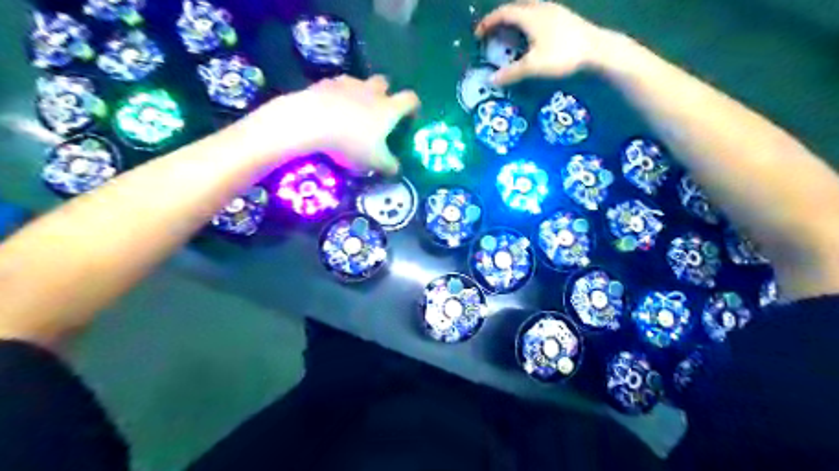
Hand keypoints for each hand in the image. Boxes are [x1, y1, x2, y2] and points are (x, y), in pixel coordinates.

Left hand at [243, 75, 418, 173]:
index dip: (413, 106)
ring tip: (353, 111)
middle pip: (384, 83)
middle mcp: (372, 91)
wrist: (312, 121)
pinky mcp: (325, 83)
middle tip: (379, 111)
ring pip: (360, 82)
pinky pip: (337, 86)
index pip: (410, 99)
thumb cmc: (351, 142)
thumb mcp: (375, 161)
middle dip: (385, 93)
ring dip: (360, 93)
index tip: (411, 116)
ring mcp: (348, 84)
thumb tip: (397, 170)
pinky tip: (331, 109)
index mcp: (389, 108)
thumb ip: (389, 165)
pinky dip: (338, 95)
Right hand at [479, 0, 609, 84]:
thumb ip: (511, 73)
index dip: (488, 22)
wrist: (598, 51)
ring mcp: (555, 12)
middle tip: (493, 32)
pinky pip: (540, 16)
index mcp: (530, 16)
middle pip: (516, 7)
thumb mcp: (533, 67)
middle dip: (502, 18)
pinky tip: (532, 38)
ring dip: (516, 20)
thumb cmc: (562, 56)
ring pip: (530, 10)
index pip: (503, 13)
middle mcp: (541, 9)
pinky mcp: (565, 19)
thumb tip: (491, 79)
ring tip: (510, 35)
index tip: (478, 34)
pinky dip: (529, 24)